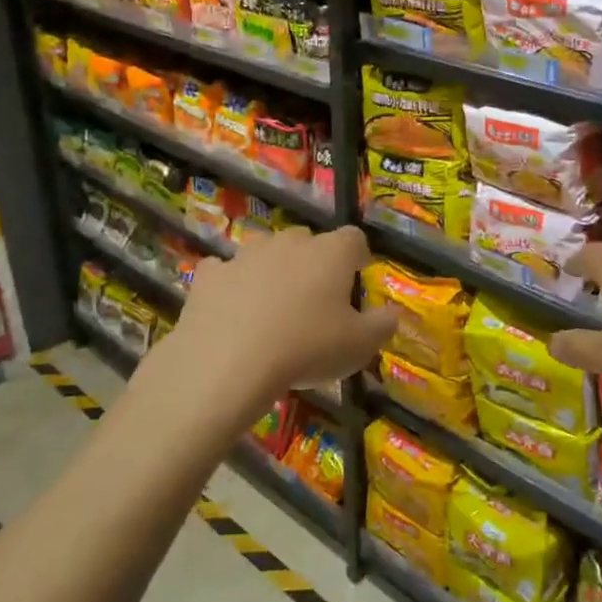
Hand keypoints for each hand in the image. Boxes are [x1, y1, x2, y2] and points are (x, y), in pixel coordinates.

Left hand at [161, 225, 395, 412]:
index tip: (356, 280)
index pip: (354, 239)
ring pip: (266, 253)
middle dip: (314, 264)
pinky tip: (232, 312)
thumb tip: (390, 314)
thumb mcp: (360, 346)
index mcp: (331, 253)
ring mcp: (246, 254)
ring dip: (272, 271)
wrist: (229, 362)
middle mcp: (290, 242)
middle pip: (309, 242)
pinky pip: (226, 272)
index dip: (357, 257)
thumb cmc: (307, 348)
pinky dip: (232, 286)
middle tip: (315, 302)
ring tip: (272, 309)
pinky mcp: (211, 274)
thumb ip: (382, 325)